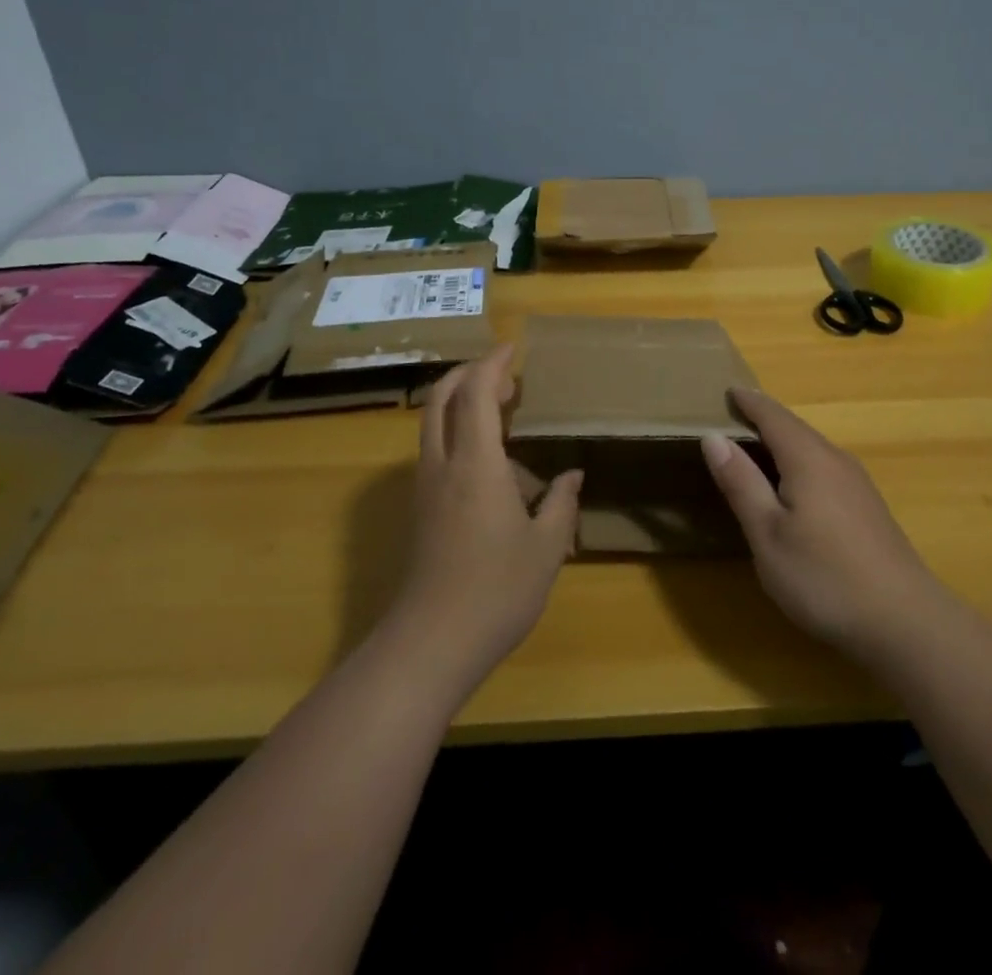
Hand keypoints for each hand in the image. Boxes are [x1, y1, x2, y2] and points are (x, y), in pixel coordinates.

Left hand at [387, 345, 581, 690]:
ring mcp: (425, 486)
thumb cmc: (497, 590)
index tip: (513, 348)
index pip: (477, 393)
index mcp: (476, 463)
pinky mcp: (420, 508)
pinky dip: (457, 431)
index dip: (493, 364)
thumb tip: (571, 475)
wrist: (431, 643)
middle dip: (470, 373)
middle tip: (506, 376)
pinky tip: (491, 461)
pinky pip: (435, 449)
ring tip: (502, 412)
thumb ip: (560, 503)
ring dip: (461, 402)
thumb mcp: (547, 547)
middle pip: (442, 396)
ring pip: (433, 422)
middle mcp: (443, 464)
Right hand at [701, 388, 947, 662]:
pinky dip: (799, 461)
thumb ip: (741, 483)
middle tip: (733, 415)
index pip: (772, 416)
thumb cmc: (824, 577)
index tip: (726, 390)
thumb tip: (714, 437)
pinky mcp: (868, 507)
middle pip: (794, 428)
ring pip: (812, 448)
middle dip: (764, 418)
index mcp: (807, 459)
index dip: (748, 402)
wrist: (906, 623)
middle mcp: (835, 460)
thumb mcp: (768, 534)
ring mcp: (857, 483)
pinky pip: (824, 466)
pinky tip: (792, 485)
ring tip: (755, 446)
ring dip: (782, 440)